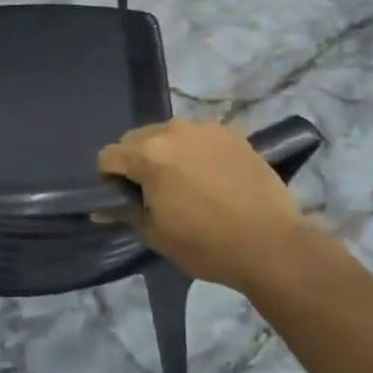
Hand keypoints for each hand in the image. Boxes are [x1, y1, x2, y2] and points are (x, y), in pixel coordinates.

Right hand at [98, 120, 310, 291]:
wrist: (271, 244)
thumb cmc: (207, 244)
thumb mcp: (157, 235)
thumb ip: (126, 213)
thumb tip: (101, 209)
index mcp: (148, 154)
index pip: (108, 155)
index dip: (109, 179)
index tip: (123, 199)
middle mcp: (173, 130)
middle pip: (137, 139)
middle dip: (136, 161)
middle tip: (153, 192)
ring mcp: (205, 128)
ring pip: (169, 134)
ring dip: (167, 153)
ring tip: (186, 183)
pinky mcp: (232, 133)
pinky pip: (199, 138)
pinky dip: (196, 152)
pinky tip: (212, 178)